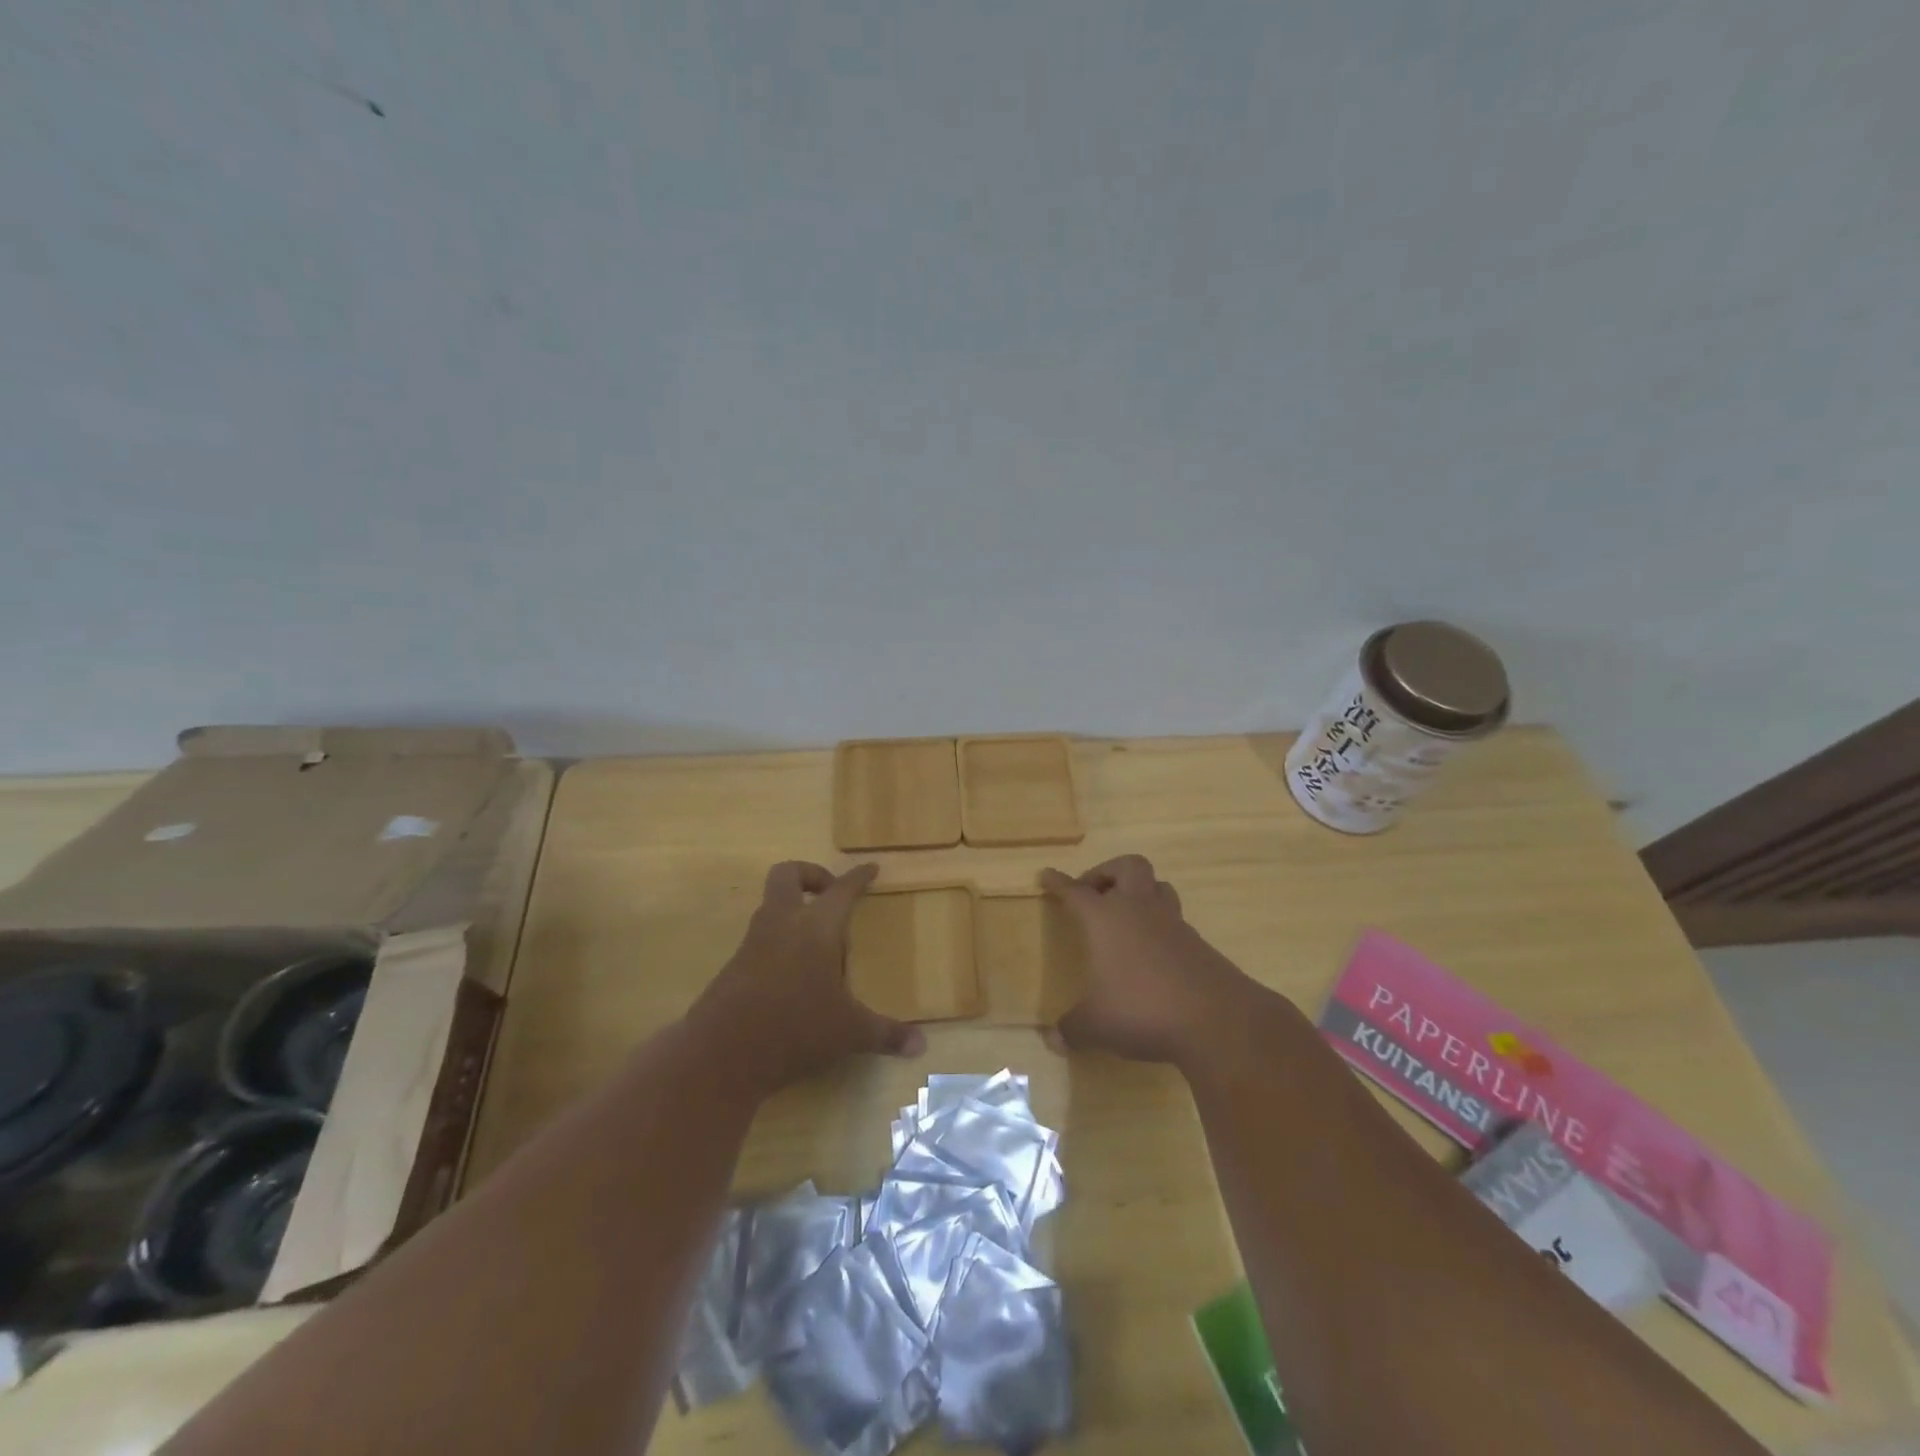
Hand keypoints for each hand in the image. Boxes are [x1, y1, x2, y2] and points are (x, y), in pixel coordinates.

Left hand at [688, 861, 924, 1098]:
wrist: (721, 1054)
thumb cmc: (795, 1029)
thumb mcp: (848, 1033)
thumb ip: (886, 1034)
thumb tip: (922, 1047)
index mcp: (816, 928)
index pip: (841, 889)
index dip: (858, 877)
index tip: (870, 868)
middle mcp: (782, 924)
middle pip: (787, 875)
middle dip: (810, 875)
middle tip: (830, 895)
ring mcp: (752, 943)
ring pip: (770, 904)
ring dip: (792, 908)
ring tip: (818, 940)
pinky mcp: (734, 966)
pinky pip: (760, 936)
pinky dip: (779, 940)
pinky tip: (794, 972)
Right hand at [1040, 854, 1268, 1066]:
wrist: (1216, 1019)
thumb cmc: (1142, 1009)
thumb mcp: (1096, 1025)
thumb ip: (1071, 1029)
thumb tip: (1052, 1040)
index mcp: (1106, 918)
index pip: (1076, 891)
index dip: (1059, 882)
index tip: (1047, 875)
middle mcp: (1139, 910)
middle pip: (1128, 866)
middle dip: (1108, 871)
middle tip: (1094, 891)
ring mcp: (1173, 924)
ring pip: (1158, 887)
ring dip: (1140, 892)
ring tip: (1126, 914)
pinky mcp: (1199, 944)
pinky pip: (1175, 920)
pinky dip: (1160, 926)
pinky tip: (1153, 952)